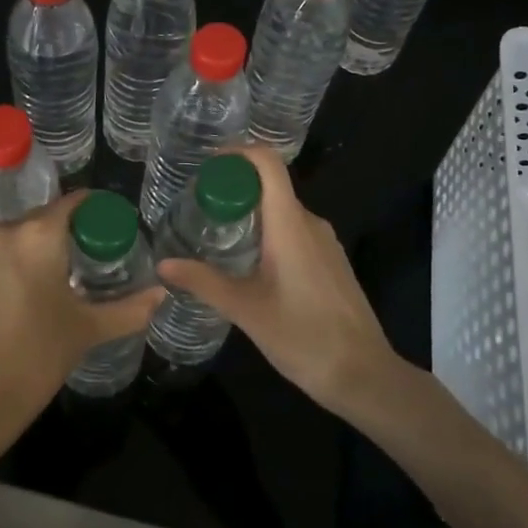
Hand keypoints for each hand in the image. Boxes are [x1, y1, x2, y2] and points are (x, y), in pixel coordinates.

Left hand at [0, 191, 160, 465]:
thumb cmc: (39, 355)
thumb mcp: (89, 329)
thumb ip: (130, 308)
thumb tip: (162, 293)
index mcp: (38, 235)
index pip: (71, 202)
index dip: (92, 208)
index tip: (107, 222)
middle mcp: (3, 234)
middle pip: (40, 219)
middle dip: (63, 232)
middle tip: (85, 257)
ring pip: (13, 240)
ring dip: (32, 251)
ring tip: (51, 281)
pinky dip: (7, 271)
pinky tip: (18, 301)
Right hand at [156, 147, 400, 419]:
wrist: (364, 375)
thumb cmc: (304, 337)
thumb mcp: (246, 310)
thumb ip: (204, 282)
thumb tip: (163, 264)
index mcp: (290, 224)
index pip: (268, 163)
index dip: (237, 152)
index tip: (206, 164)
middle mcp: (310, 223)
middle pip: (270, 185)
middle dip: (233, 188)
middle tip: (197, 207)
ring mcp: (324, 243)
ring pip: (281, 211)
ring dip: (249, 214)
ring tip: (214, 234)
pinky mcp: (330, 262)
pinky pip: (294, 232)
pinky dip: (267, 233)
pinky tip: (247, 264)